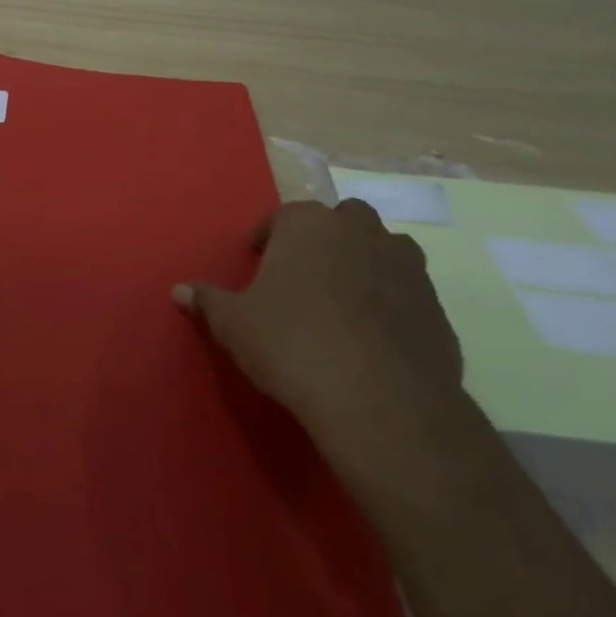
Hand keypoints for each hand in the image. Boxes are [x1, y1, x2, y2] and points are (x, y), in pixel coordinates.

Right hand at [173, 199, 463, 456]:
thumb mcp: (235, 324)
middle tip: (307, 275)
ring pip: (386, 250)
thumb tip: (177, 290)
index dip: (268, 238)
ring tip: (345, 301)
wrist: (380, 400)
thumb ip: (208, 301)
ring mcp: (405, 267)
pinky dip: (395, 305)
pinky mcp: (438, 309)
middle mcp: (359, 232)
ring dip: (368, 264)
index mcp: (307, 224)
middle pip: (344, 220)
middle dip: (327, 239)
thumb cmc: (292, 344)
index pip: (283, 216)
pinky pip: (410, 295)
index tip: (259, 262)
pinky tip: (376, 339)